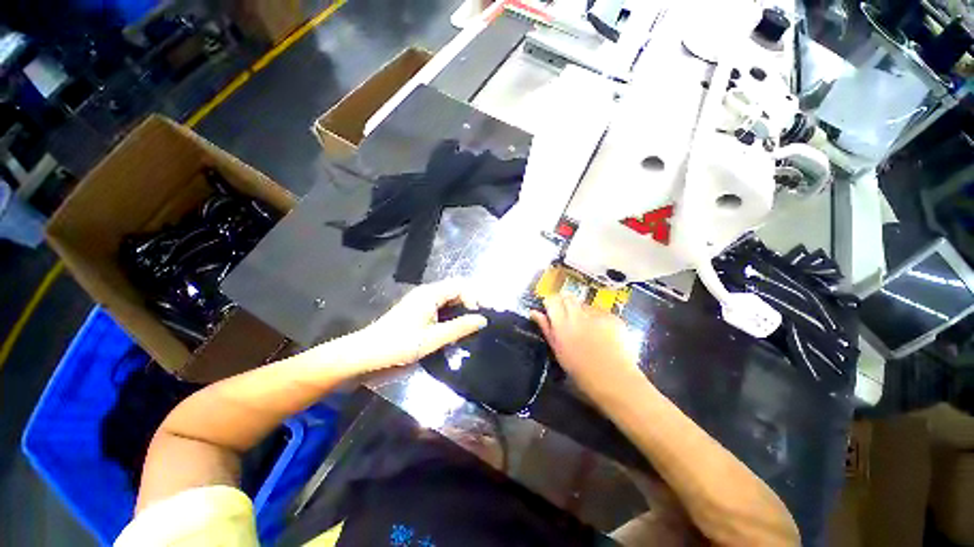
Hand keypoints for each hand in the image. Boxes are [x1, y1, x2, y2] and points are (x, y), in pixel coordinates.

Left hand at [342, 279, 487, 371]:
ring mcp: (422, 300)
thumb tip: (482, 320)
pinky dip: (452, 311)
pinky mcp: (418, 309)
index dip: (474, 297)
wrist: (367, 352)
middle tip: (480, 319)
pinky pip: (441, 304)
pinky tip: (455, 325)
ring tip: (471, 323)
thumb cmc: (399, 344)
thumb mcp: (433, 338)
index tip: (480, 315)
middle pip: (456, 288)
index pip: (460, 285)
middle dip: (471, 300)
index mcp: (430, 294)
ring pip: (449, 297)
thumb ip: (459, 328)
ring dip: (462, 307)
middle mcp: (427, 292)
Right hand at [531, 295, 641, 396]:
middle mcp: (578, 315)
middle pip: (568, 296)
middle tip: (569, 315)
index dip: (551, 302)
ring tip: (589, 329)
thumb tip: (534, 312)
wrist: (614, 379)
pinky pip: (602, 312)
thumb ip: (546, 328)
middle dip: (566, 302)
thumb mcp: (558, 350)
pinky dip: (600, 319)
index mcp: (561, 324)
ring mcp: (597, 315)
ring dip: (584, 312)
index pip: (552, 300)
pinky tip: (604, 334)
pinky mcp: (613, 317)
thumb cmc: (581, 370)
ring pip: (585, 305)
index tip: (552, 308)